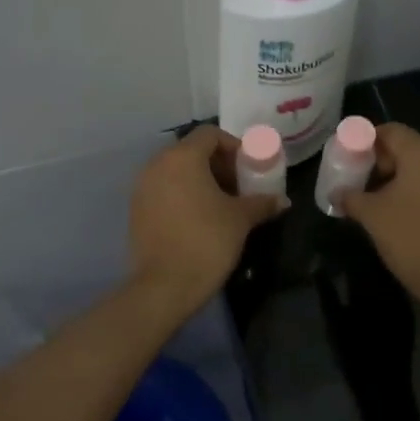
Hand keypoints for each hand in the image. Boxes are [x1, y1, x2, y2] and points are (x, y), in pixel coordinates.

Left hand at [129, 126, 286, 312]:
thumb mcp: (240, 219)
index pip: (210, 134)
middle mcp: (157, 165)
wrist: (165, 286)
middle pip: (192, 151)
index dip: (234, 146)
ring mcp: (142, 187)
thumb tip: (283, 200)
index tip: (249, 168)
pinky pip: (164, 190)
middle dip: (218, 165)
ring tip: (222, 205)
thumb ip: (262, 202)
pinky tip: (200, 219)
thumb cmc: (207, 241)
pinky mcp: (136, 210)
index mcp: (182, 158)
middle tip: (239, 187)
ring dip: (201, 180)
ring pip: (176, 171)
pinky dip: (183, 195)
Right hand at [342, 123, 419, 310]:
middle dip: (376, 160)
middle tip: (353, 178)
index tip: (345, 155)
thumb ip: (350, 197)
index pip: (391, 130)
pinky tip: (391, 211)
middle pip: (405, 147)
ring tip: (368, 197)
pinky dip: (408, 189)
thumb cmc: (412, 239)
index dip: (364, 139)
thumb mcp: (372, 216)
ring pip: (417, 167)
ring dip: (392, 177)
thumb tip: (335, 193)